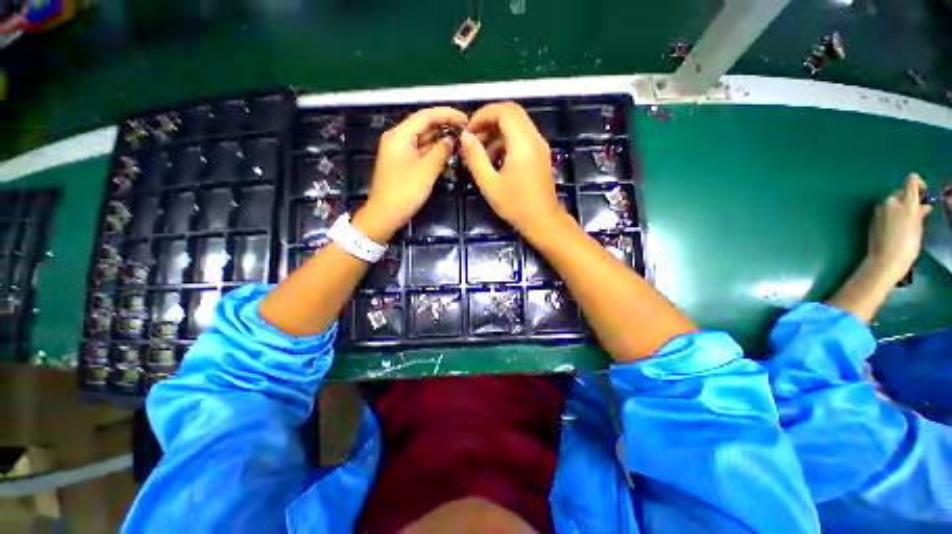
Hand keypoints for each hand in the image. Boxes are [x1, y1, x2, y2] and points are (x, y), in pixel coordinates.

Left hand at [355, 107, 467, 241]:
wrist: (385, 215)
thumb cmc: (405, 191)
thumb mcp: (427, 170)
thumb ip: (441, 151)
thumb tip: (452, 140)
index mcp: (399, 135)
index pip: (425, 116)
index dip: (447, 114)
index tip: (465, 119)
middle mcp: (398, 139)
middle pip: (423, 126)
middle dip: (444, 127)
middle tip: (466, 131)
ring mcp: (399, 152)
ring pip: (423, 140)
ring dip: (440, 140)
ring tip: (460, 141)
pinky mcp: (402, 164)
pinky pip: (420, 152)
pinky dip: (433, 151)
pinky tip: (447, 153)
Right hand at [459, 102, 567, 238]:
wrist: (543, 221)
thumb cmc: (516, 206)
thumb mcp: (490, 184)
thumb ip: (475, 158)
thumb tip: (465, 137)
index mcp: (523, 143)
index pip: (504, 110)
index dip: (483, 114)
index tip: (468, 131)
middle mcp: (534, 138)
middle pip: (512, 113)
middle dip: (489, 120)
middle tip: (473, 139)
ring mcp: (540, 146)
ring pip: (517, 124)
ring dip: (496, 131)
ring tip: (480, 152)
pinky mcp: (540, 155)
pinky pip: (522, 137)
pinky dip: (506, 140)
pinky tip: (494, 159)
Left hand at [866, 173, 932, 283]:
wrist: (886, 259)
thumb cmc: (907, 245)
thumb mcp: (919, 227)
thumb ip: (919, 213)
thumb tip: (923, 206)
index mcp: (906, 202)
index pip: (911, 180)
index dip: (918, 184)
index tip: (922, 195)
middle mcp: (891, 201)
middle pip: (901, 191)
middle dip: (908, 199)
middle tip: (916, 212)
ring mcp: (879, 209)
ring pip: (892, 201)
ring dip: (899, 207)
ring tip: (905, 222)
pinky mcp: (872, 217)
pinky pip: (884, 210)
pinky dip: (891, 213)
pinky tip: (895, 226)